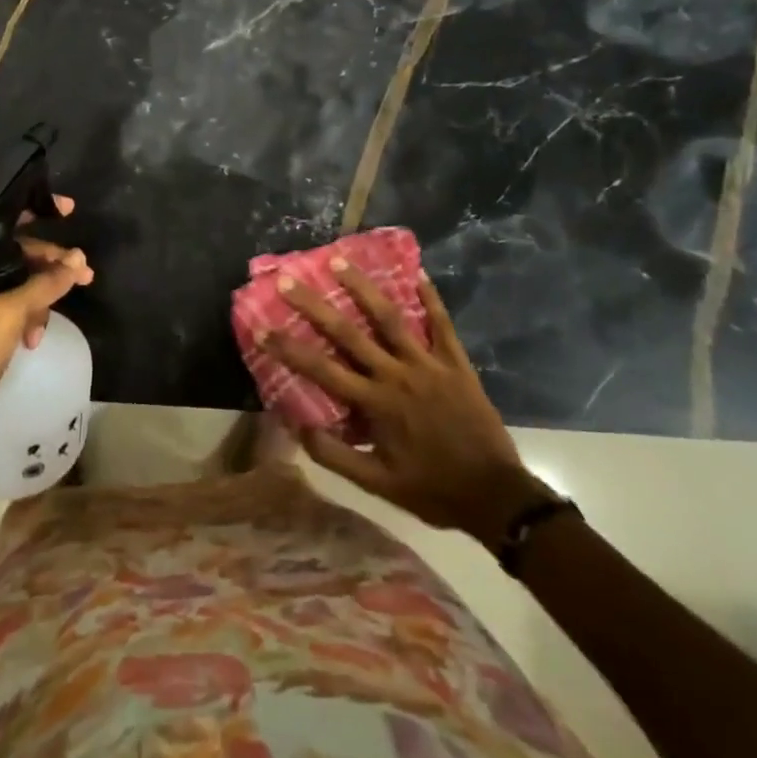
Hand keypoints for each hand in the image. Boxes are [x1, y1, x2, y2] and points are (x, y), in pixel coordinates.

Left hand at [0, 197, 91, 468]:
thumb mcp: (7, 317)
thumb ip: (43, 285)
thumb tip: (77, 262)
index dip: (35, 211)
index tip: (69, 210)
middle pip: (12, 253)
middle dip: (49, 264)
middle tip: (85, 273)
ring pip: (14, 282)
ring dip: (39, 296)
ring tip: (56, 316)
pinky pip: (8, 307)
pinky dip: (25, 317)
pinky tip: (34, 339)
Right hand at [266, 261, 525, 530]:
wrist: (496, 496)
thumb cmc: (432, 489)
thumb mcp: (378, 485)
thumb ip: (336, 456)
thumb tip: (298, 426)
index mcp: (375, 404)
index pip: (321, 370)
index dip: (288, 348)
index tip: (260, 328)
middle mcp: (396, 375)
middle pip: (349, 333)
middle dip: (315, 306)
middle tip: (289, 280)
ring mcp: (428, 364)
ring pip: (390, 318)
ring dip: (363, 288)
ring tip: (341, 261)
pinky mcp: (456, 363)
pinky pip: (442, 324)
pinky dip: (431, 298)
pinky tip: (419, 273)